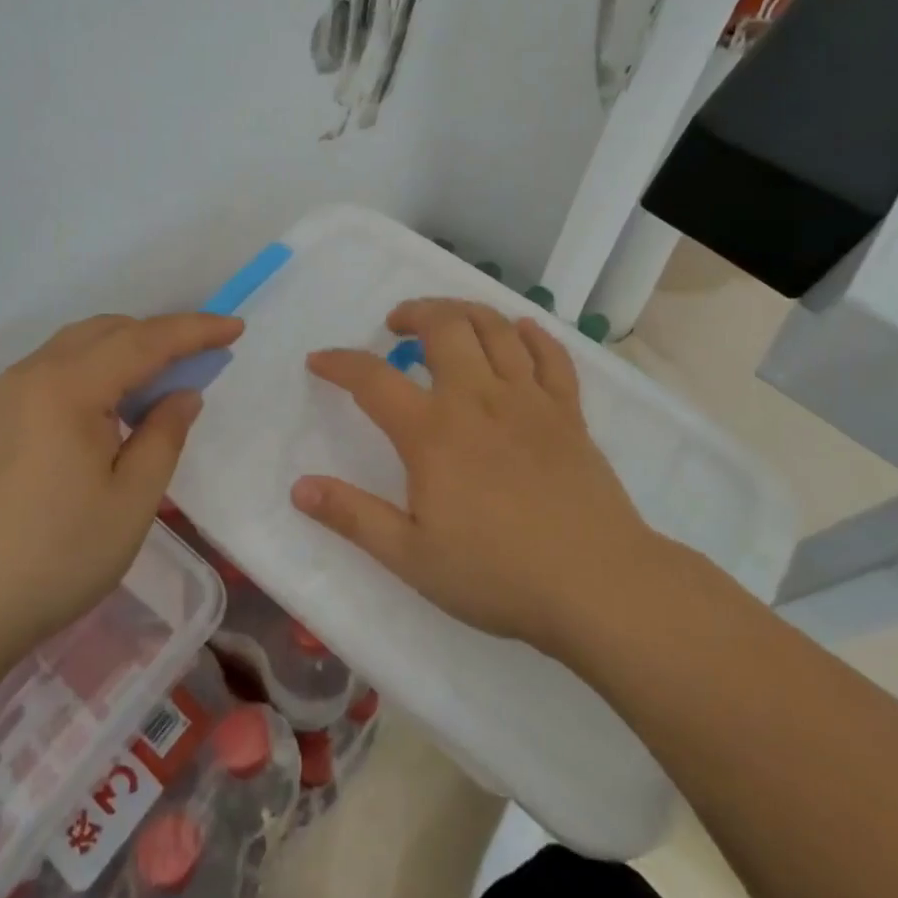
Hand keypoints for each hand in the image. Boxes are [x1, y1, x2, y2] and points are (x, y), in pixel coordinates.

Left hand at [0, 312, 243, 652]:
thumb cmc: (54, 556)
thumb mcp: (131, 501)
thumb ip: (164, 436)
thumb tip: (182, 395)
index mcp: (69, 386)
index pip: (145, 340)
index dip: (195, 330)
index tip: (235, 327)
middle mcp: (35, 373)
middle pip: (108, 330)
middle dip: (160, 335)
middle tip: (201, 359)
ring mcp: (8, 393)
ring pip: (79, 345)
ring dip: (126, 350)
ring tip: (160, 383)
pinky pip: (57, 368)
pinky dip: (96, 369)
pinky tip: (111, 408)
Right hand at [291, 298, 661, 656]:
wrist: (598, 585)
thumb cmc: (497, 574)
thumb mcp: (411, 556)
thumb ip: (353, 516)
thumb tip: (299, 487)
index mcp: (432, 431)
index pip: (372, 378)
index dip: (340, 363)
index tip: (320, 360)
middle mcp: (478, 398)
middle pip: (444, 326)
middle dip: (414, 312)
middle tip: (397, 324)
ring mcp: (529, 400)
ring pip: (496, 328)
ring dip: (465, 311)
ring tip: (448, 319)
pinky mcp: (569, 412)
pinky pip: (551, 355)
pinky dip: (532, 335)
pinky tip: (521, 332)